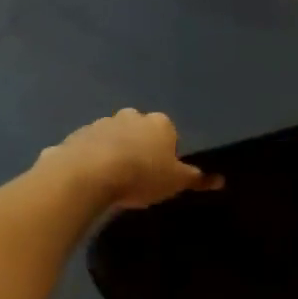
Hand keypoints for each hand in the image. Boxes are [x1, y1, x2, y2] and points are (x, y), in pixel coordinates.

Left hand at [40, 109, 214, 210]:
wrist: (89, 174)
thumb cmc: (142, 176)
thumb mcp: (176, 182)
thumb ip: (197, 179)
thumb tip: (221, 180)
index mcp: (159, 123)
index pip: (169, 134)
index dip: (166, 155)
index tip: (160, 175)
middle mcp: (131, 116)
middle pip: (140, 132)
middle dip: (139, 148)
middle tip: (137, 177)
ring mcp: (101, 123)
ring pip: (113, 137)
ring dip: (114, 152)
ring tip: (112, 181)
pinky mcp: (77, 135)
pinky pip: (89, 148)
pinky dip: (91, 159)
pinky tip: (90, 180)